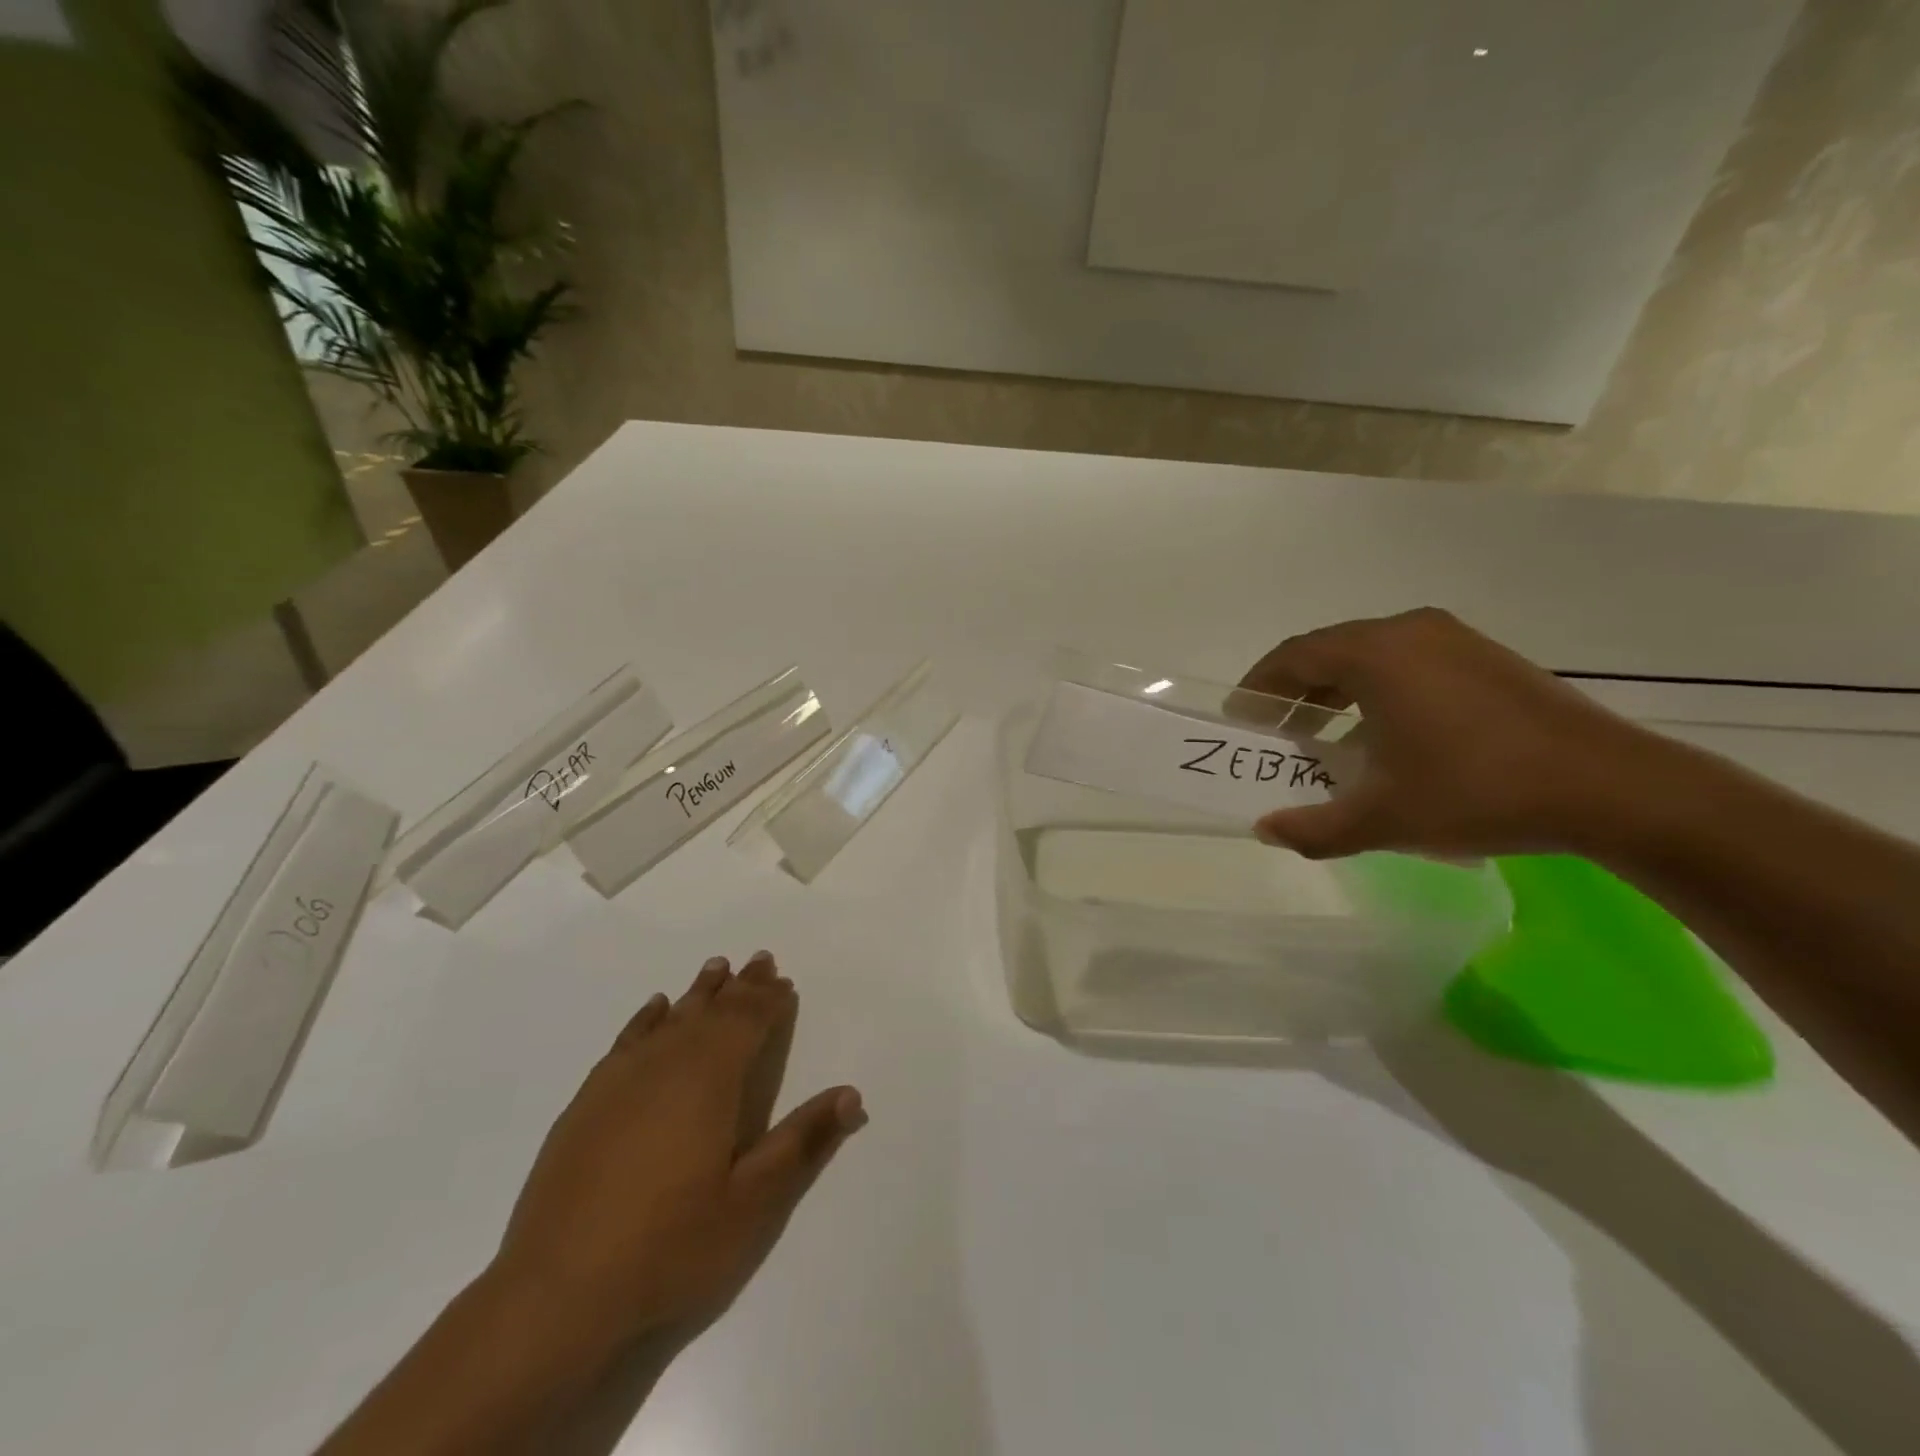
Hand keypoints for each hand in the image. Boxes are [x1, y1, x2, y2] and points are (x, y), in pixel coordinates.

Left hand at [491, 952, 865, 1363]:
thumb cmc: (668, 1246)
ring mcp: (621, 1080)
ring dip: (700, 993)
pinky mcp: (587, 1101)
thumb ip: (802, 1142)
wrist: (554, 1293)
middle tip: (761, 961)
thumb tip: (852, 1094)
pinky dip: (648, 1018)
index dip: (769, 1001)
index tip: (785, 982)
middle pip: (712, 1011)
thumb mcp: (751, 1203)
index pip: (747, 1023)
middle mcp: (667, 1064)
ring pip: (672, 1018)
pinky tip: (656, 1009)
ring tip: (717, 969)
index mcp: (710, 1080)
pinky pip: (628, 1039)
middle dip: (741, 987)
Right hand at [1239, 607, 1660, 859]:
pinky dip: (1378, 693)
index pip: (1293, 656)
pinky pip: (1409, 664)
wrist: (1613, 789)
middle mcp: (1411, 632)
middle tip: (1277, 734)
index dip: (1259, 686)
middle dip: (1295, 693)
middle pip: (1329, 652)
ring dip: (1336, 694)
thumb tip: (1266, 830)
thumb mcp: (1384, 818)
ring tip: (1325, 740)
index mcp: (1377, 654)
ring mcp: (1455, 641)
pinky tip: (1385, 739)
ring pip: (1371, 657)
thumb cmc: (1478, 792)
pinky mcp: (1487, 659)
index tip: (1241, 719)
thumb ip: (1314, 827)